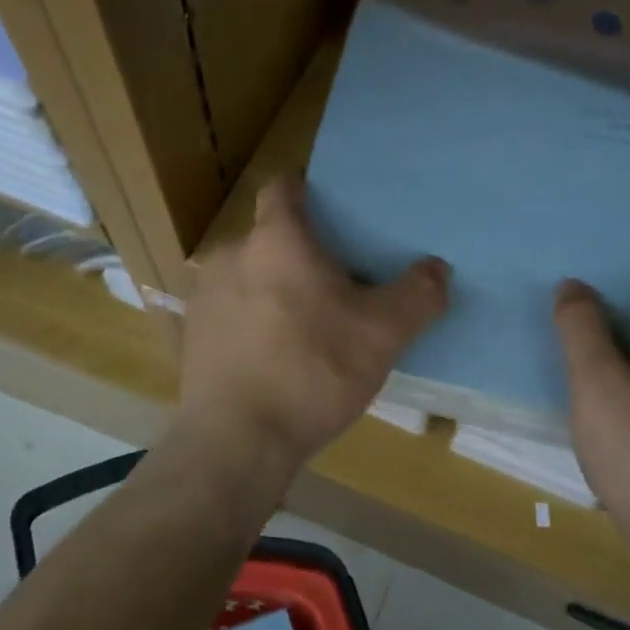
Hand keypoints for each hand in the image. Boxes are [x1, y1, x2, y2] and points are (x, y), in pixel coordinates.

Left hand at [179, 176, 449, 469]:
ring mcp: (204, 296)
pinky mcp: (192, 336)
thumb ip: (418, 295)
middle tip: (337, 280)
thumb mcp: (383, 334)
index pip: (283, 187)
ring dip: (275, 288)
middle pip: (271, 237)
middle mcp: (230, 255)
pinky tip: (275, 357)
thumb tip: (438, 269)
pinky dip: (253, 321)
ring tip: (307, 322)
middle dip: (301, 251)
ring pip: (250, 275)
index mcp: (276, 240)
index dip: (307, 190)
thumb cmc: (312, 371)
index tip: (333, 209)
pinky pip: (231, 311)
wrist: (237, 442)